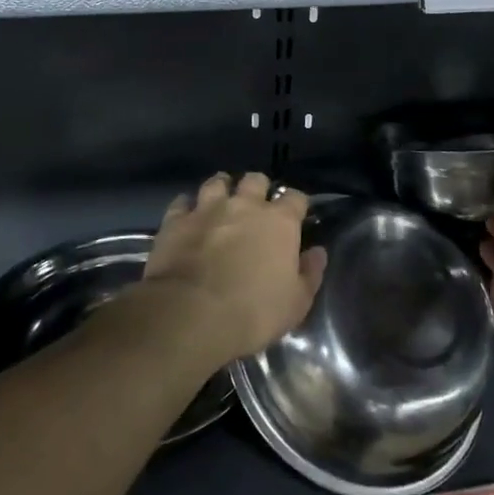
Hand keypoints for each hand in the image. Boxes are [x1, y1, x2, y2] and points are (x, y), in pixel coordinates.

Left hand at [143, 172, 327, 367]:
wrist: (191, 315)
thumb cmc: (254, 311)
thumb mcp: (297, 302)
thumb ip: (311, 273)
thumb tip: (318, 252)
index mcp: (279, 222)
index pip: (295, 197)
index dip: (297, 204)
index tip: (296, 216)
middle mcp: (244, 205)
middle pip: (255, 179)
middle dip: (258, 188)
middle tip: (256, 207)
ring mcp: (207, 209)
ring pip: (217, 182)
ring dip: (222, 189)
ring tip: (221, 202)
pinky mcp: (176, 221)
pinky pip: (182, 202)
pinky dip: (187, 207)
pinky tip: (187, 217)